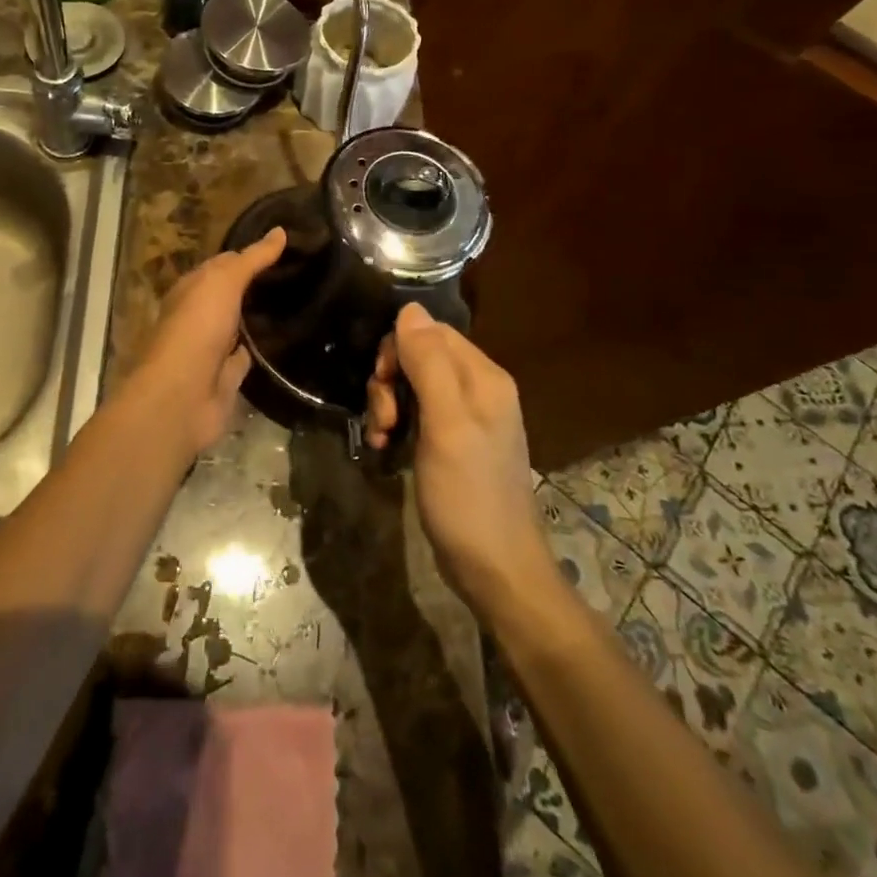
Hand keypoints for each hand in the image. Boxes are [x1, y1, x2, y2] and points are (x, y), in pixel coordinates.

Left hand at [115, 228, 286, 461]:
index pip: (223, 264)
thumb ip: (252, 259)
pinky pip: (247, 358)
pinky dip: (262, 351)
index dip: (250, 255)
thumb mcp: (223, 282)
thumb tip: (280, 231)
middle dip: (257, 286)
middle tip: (301, 275)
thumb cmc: (196, 328)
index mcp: (191, 289)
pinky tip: (287, 342)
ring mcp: (212, 349)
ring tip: (301, 304)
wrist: (181, 396)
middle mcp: (199, 317)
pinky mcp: (226, 379)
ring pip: (239, 327)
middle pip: (231, 296)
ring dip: (260, 319)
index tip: (285, 247)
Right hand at [366, 304, 555, 621]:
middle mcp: (478, 389)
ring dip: (387, 405)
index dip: (399, 349)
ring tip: (382, 438)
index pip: (431, 331)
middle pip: (419, 356)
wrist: (494, 569)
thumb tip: (410, 307)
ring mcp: (465, 418)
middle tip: (384, 420)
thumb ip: (428, 363)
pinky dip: (396, 425)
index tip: (384, 383)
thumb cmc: (469, 494)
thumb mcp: (445, 424)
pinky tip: (386, 448)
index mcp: (483, 377)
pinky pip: (416, 414)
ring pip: (412, 385)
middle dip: (390, 381)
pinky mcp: (452, 443)